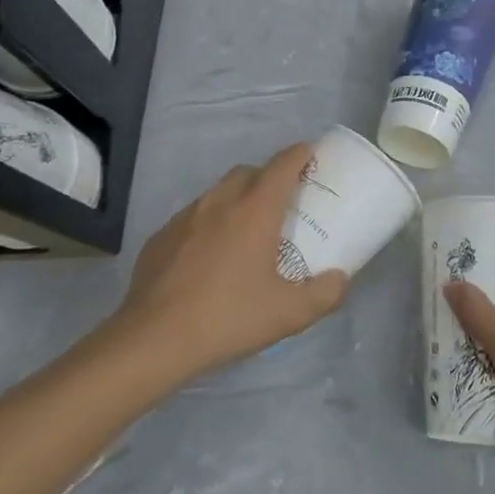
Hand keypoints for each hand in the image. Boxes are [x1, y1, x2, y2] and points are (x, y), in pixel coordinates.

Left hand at [106, 143, 349, 385]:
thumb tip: (340, 278)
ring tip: (247, 228)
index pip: (282, 166)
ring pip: (217, 192)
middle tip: (282, 201)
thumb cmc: (228, 318)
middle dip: (267, 176)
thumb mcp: (289, 313)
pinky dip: (209, 223)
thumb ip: (325, 294)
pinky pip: (192, 217)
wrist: (153, 340)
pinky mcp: (160, 237)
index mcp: (254, 211)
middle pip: (248, 172)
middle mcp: (219, 203)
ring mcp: (184, 218)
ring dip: (237, 198)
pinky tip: (209, 255)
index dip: (300, 155)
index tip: (311, 153)